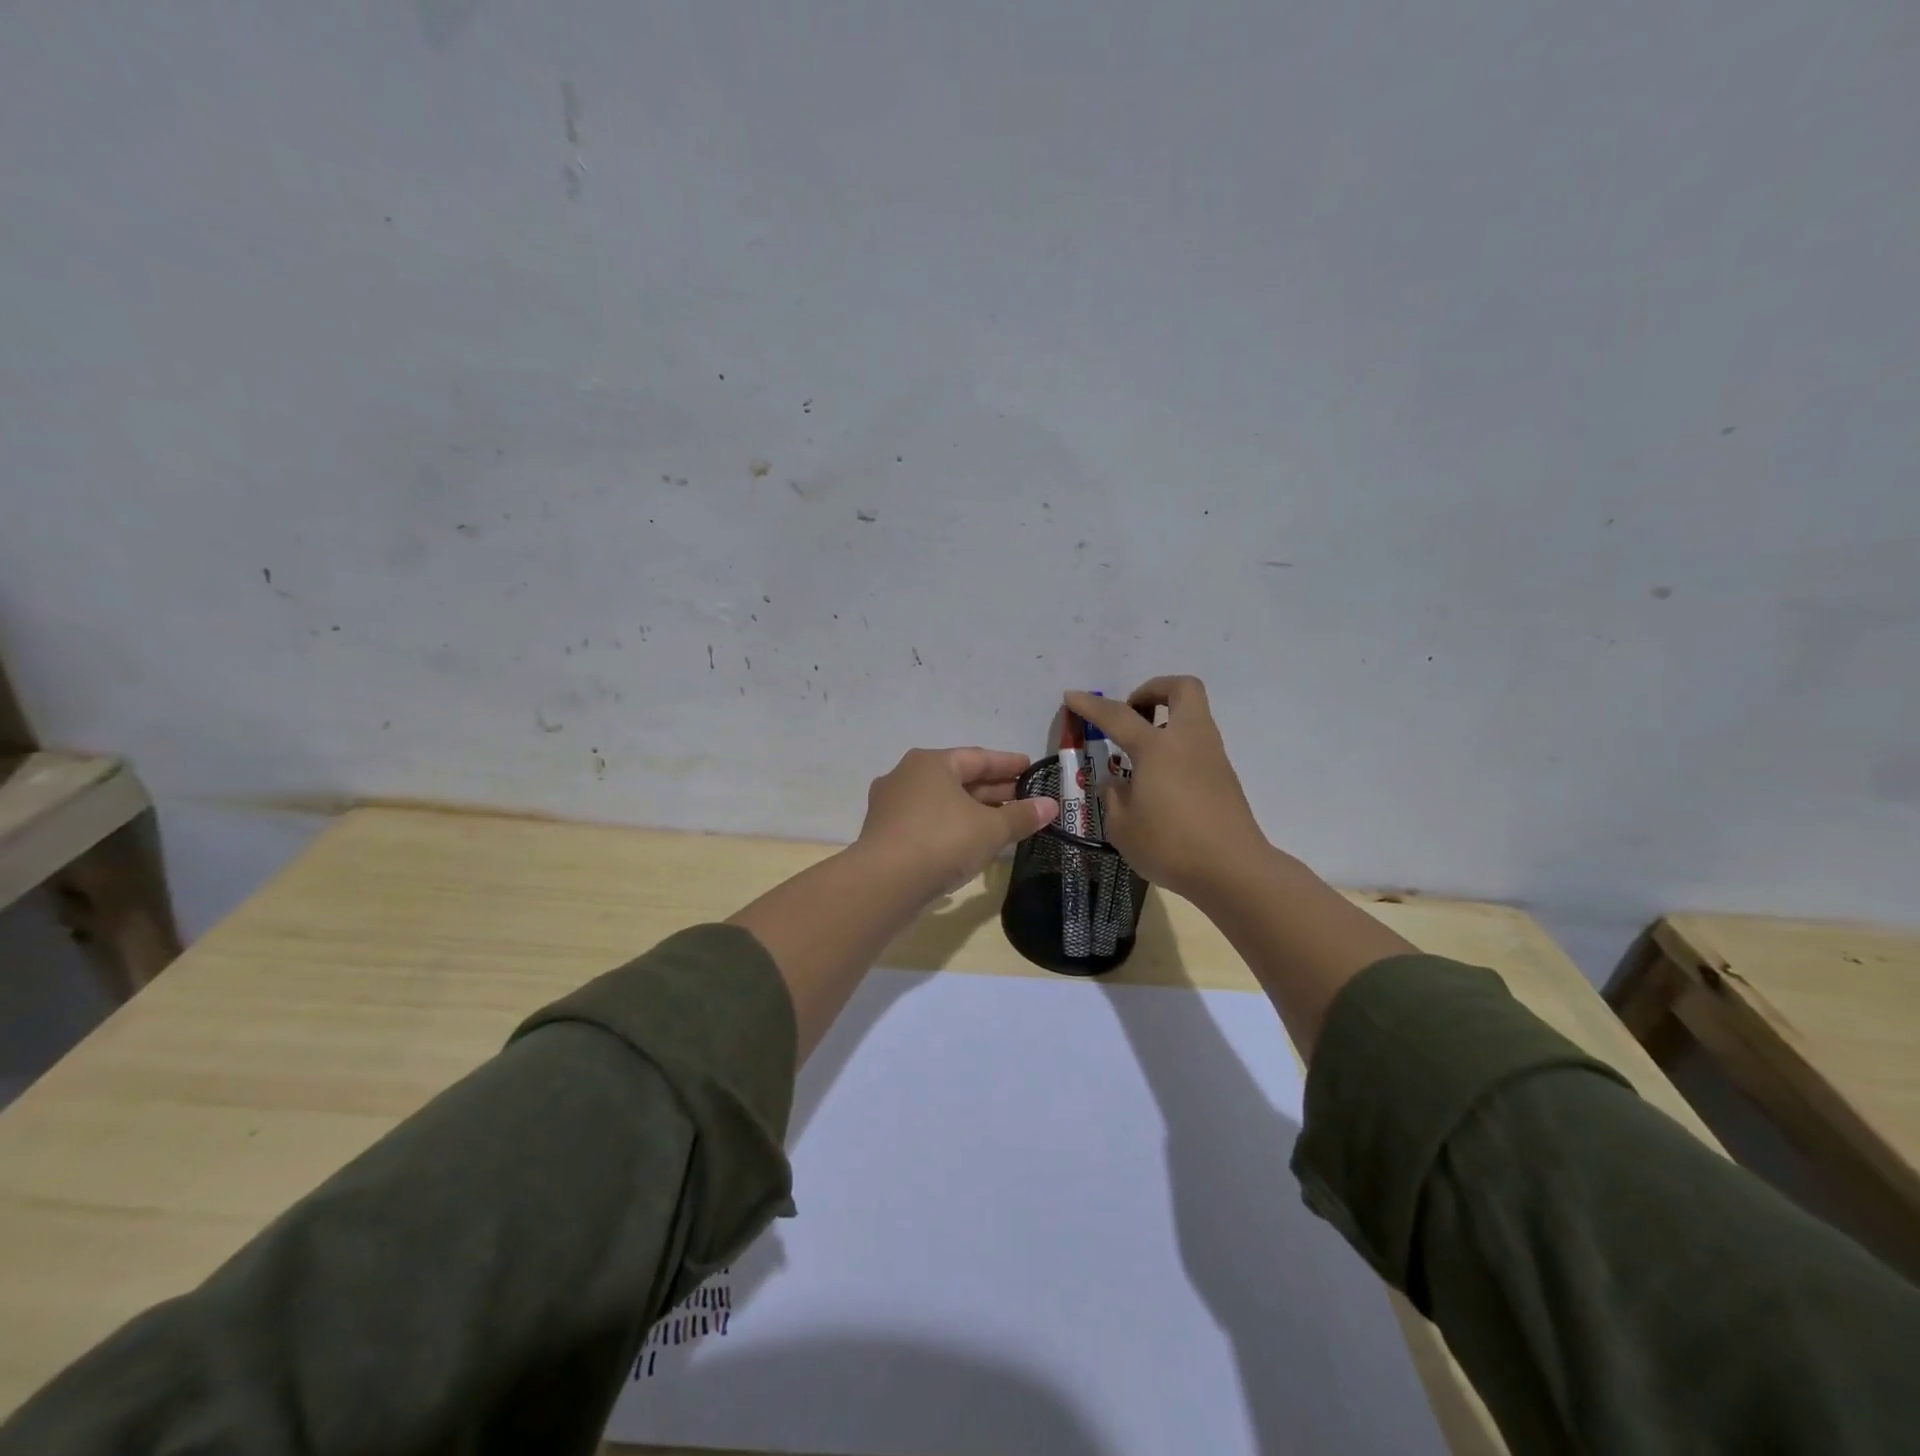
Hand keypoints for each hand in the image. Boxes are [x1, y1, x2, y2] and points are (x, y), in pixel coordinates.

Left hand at [855, 747, 1060, 897]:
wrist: (884, 883)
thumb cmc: (942, 841)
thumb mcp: (990, 829)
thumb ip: (1021, 816)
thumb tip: (1051, 805)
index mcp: (930, 763)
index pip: (978, 758)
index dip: (1008, 764)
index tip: (1031, 768)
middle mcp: (907, 776)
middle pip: (958, 779)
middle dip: (993, 790)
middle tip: (1024, 797)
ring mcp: (892, 806)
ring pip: (943, 802)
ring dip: (974, 810)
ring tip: (1004, 821)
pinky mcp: (886, 834)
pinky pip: (928, 822)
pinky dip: (953, 826)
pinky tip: (971, 841)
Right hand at [1065, 677, 1270, 901]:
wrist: (1233, 871)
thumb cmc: (1170, 846)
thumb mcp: (1122, 827)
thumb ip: (1113, 797)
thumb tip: (1116, 783)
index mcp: (1157, 748)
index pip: (1118, 715)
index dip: (1091, 705)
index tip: (1072, 697)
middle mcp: (1188, 740)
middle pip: (1182, 688)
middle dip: (1153, 690)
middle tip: (1132, 713)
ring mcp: (1212, 756)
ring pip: (1194, 715)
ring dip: (1167, 719)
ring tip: (1141, 753)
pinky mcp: (1225, 776)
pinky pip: (1198, 744)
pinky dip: (1178, 747)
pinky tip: (1161, 779)